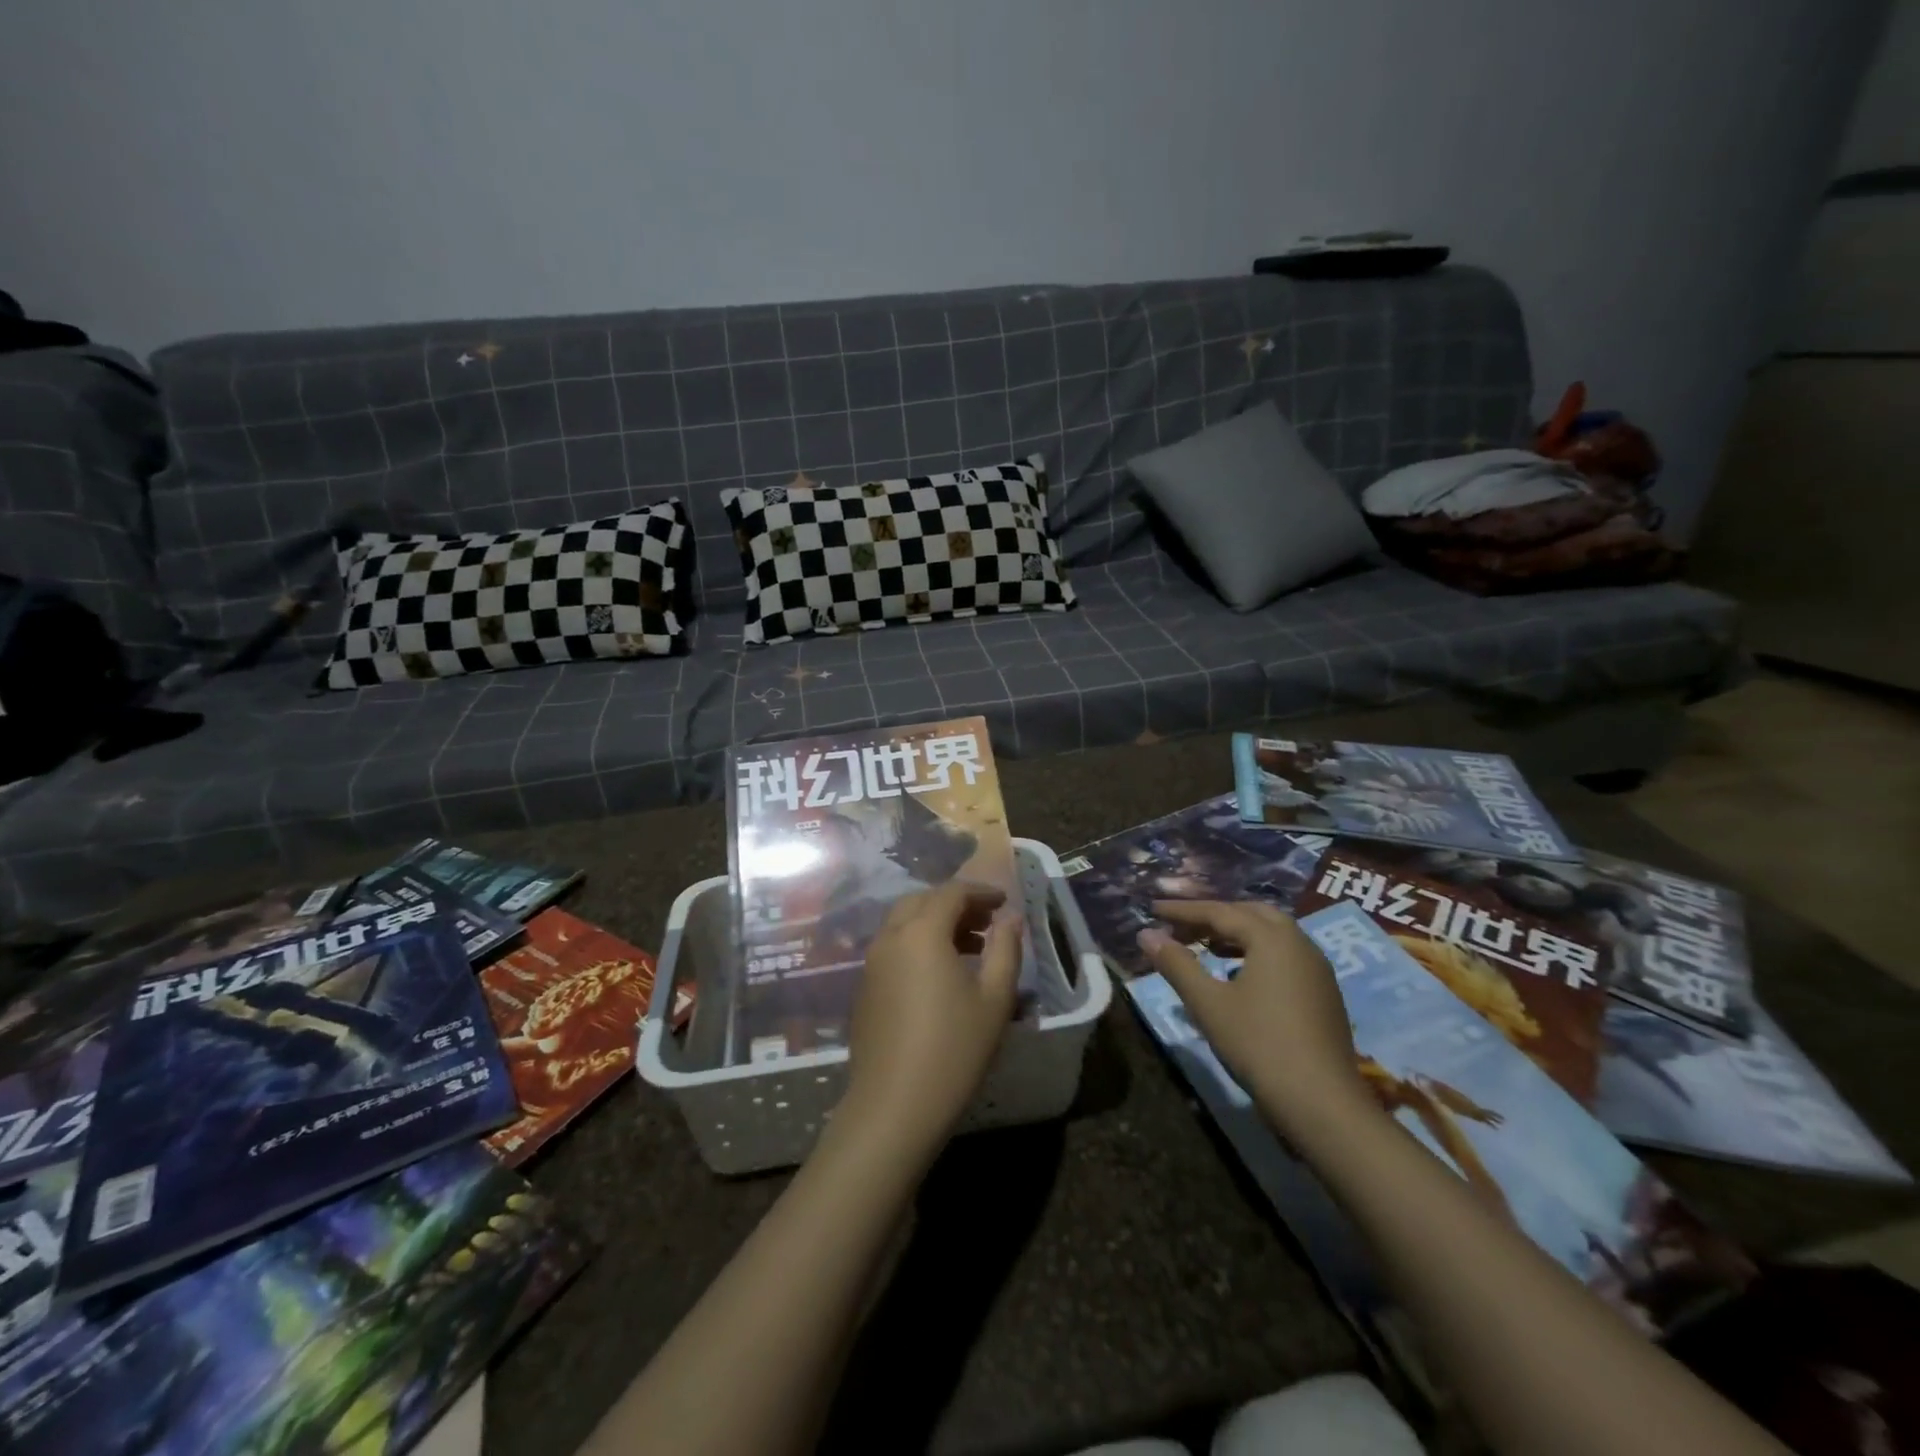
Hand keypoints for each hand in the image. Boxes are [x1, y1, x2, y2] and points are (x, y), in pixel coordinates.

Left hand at [840, 882, 1023, 1156]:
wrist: (894, 1106)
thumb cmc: (954, 1049)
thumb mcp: (995, 999)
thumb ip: (1006, 949)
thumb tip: (1011, 919)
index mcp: (921, 932)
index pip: (951, 892)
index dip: (980, 892)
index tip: (1004, 902)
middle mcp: (890, 937)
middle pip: (922, 901)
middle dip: (955, 904)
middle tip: (986, 922)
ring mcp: (871, 963)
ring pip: (903, 924)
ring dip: (935, 923)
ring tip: (970, 948)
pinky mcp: (865, 988)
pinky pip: (893, 947)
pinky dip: (917, 944)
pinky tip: (940, 975)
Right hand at [1138, 900, 1370, 1142]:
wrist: (1323, 1104)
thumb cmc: (1259, 1045)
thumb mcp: (1208, 1003)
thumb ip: (1177, 964)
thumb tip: (1146, 934)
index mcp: (1272, 938)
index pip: (1220, 911)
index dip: (1183, 910)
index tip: (1153, 910)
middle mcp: (1299, 943)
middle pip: (1250, 914)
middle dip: (1213, 916)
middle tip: (1181, 928)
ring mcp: (1317, 969)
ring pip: (1271, 934)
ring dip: (1236, 933)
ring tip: (1206, 947)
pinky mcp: (1324, 993)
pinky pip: (1284, 955)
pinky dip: (1256, 952)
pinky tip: (1238, 976)